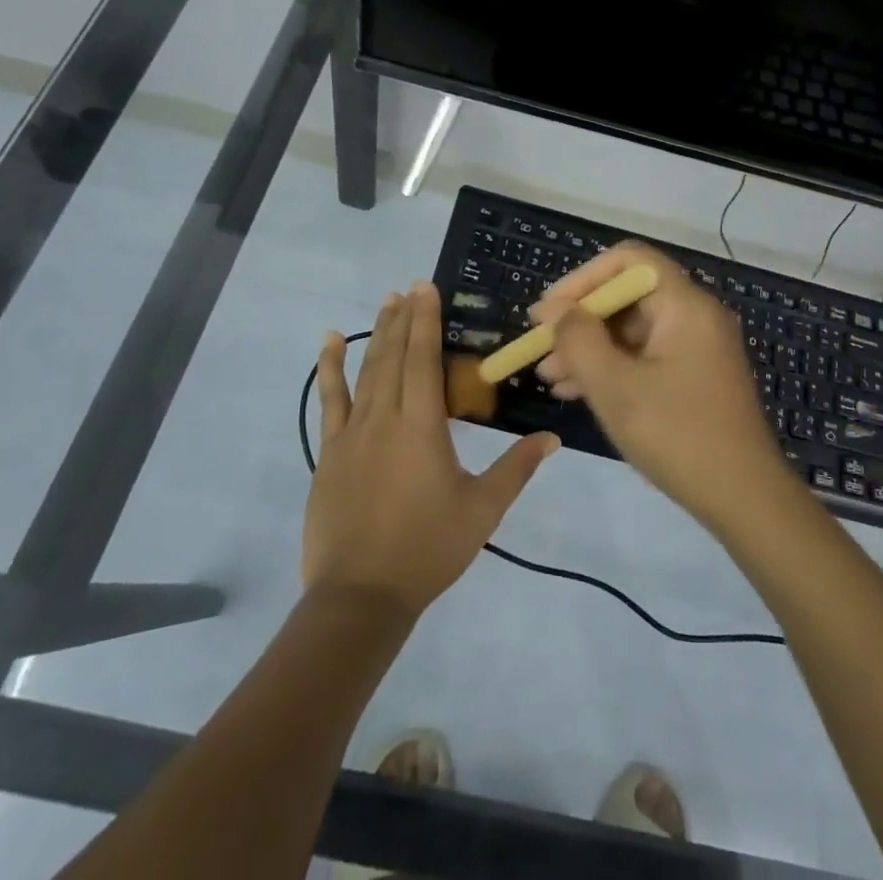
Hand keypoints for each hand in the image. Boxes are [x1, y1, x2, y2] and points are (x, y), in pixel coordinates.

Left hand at [306, 283, 558, 617]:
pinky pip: (330, 399)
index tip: (426, 287)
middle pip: (394, 355)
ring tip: (386, 302)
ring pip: (366, 370)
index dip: (426, 320)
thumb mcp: (482, 510)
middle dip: (404, 318)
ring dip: (378, 333)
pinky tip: (331, 342)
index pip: (424, 358)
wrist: (360, 595)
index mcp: (422, 426)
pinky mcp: (330, 451)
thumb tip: (552, 439)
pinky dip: (331, 367)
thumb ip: (516, 469)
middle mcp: (385, 417)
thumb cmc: (427, 549)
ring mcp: (352, 432)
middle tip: (410, 287)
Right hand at [532, 244, 793, 530]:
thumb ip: (579, 339)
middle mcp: (695, 316)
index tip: (549, 312)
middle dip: (580, 319)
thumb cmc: (677, 435)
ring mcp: (698, 347)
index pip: (628, 261)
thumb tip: (557, 310)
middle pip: (628, 296)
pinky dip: (612, 367)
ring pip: (633, 330)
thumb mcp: (615, 387)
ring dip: (590, 347)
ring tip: (549, 377)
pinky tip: (577, 391)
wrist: (745, 499)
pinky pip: (646, 355)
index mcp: (685, 305)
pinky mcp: (696, 376)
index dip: (582, 278)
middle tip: (541, 347)